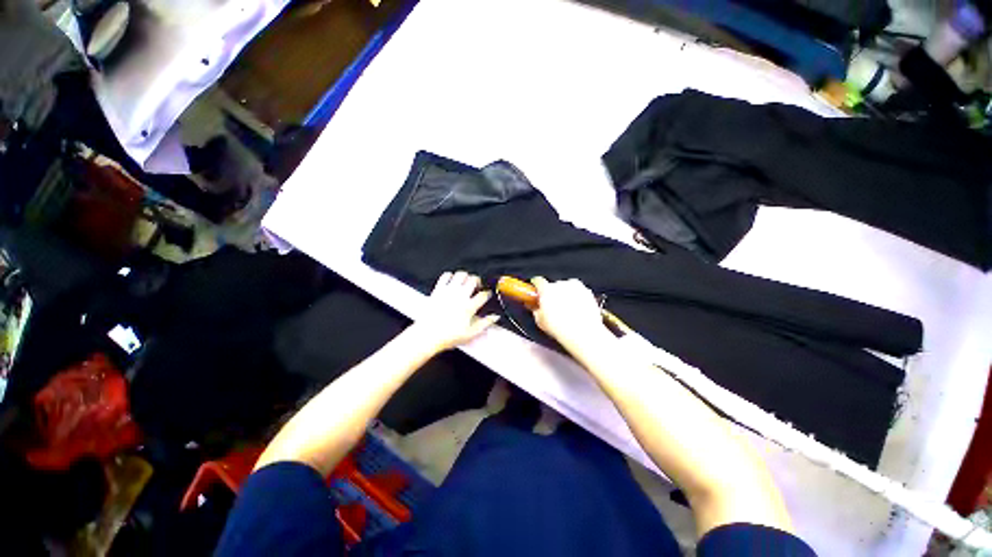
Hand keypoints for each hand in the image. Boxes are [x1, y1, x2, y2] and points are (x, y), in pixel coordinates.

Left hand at [413, 271, 499, 351]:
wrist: (427, 335)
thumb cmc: (448, 336)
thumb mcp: (470, 333)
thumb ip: (485, 323)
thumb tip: (495, 317)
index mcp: (469, 307)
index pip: (483, 295)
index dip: (488, 293)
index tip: (487, 295)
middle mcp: (460, 296)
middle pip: (474, 280)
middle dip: (478, 281)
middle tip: (477, 286)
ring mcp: (449, 291)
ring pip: (461, 274)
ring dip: (465, 277)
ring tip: (465, 282)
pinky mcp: (438, 289)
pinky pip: (446, 275)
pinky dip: (450, 276)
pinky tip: (452, 281)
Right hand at [531, 277, 606, 344]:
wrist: (584, 334)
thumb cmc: (561, 328)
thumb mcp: (540, 321)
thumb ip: (536, 309)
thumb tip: (536, 306)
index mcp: (546, 289)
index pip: (538, 281)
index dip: (536, 287)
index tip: (536, 292)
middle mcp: (560, 284)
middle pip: (553, 285)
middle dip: (551, 293)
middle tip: (552, 306)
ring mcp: (575, 286)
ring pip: (566, 287)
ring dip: (564, 294)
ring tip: (566, 310)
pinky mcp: (587, 291)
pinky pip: (578, 291)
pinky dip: (576, 297)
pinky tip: (576, 310)